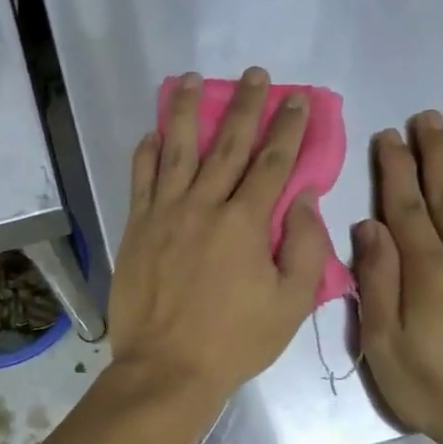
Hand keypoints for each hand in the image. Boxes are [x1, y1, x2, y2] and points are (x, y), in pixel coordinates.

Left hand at [108, 68, 327, 407]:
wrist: (167, 368)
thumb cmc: (235, 341)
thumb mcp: (291, 304)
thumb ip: (305, 248)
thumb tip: (303, 199)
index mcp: (245, 223)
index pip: (273, 163)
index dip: (288, 128)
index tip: (297, 99)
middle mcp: (203, 206)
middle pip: (228, 145)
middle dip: (245, 106)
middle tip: (255, 75)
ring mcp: (164, 214)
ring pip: (177, 150)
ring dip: (186, 111)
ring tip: (192, 80)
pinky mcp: (136, 228)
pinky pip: (141, 180)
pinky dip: (147, 153)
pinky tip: (152, 133)